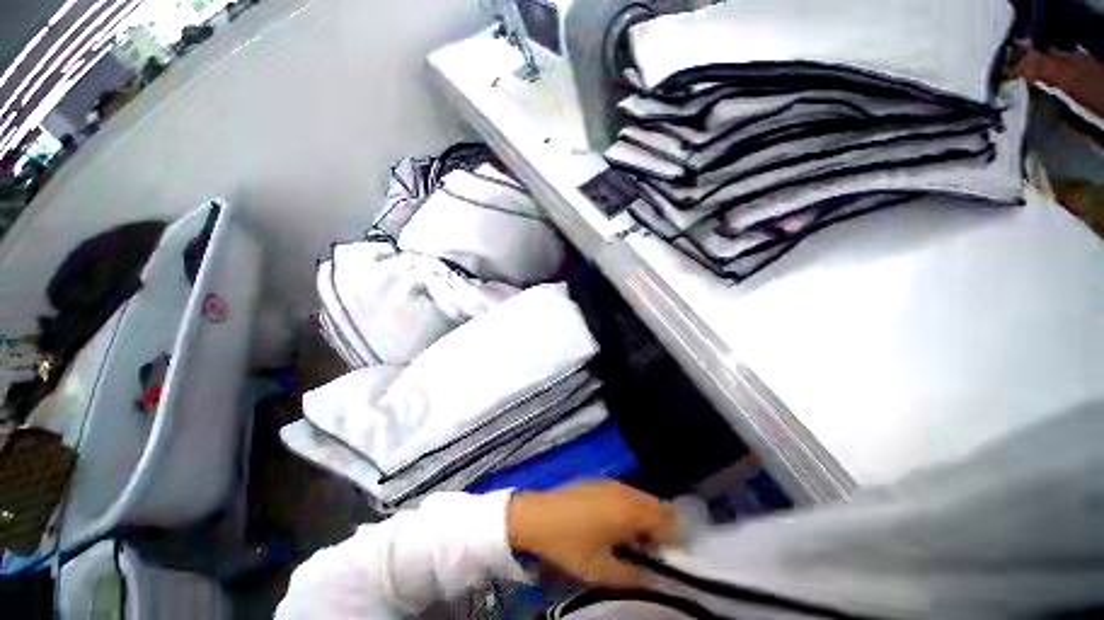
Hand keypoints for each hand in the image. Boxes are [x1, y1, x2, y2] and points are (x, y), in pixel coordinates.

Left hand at [506, 481, 678, 587]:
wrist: (537, 516)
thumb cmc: (570, 545)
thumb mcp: (601, 571)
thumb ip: (634, 576)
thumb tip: (655, 577)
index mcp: (629, 511)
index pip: (668, 519)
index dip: (675, 538)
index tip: (669, 557)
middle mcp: (624, 491)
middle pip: (657, 505)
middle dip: (662, 527)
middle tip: (651, 551)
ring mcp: (611, 483)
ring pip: (641, 498)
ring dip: (646, 517)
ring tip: (632, 540)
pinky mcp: (599, 481)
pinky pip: (626, 493)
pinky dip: (631, 508)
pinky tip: (615, 524)